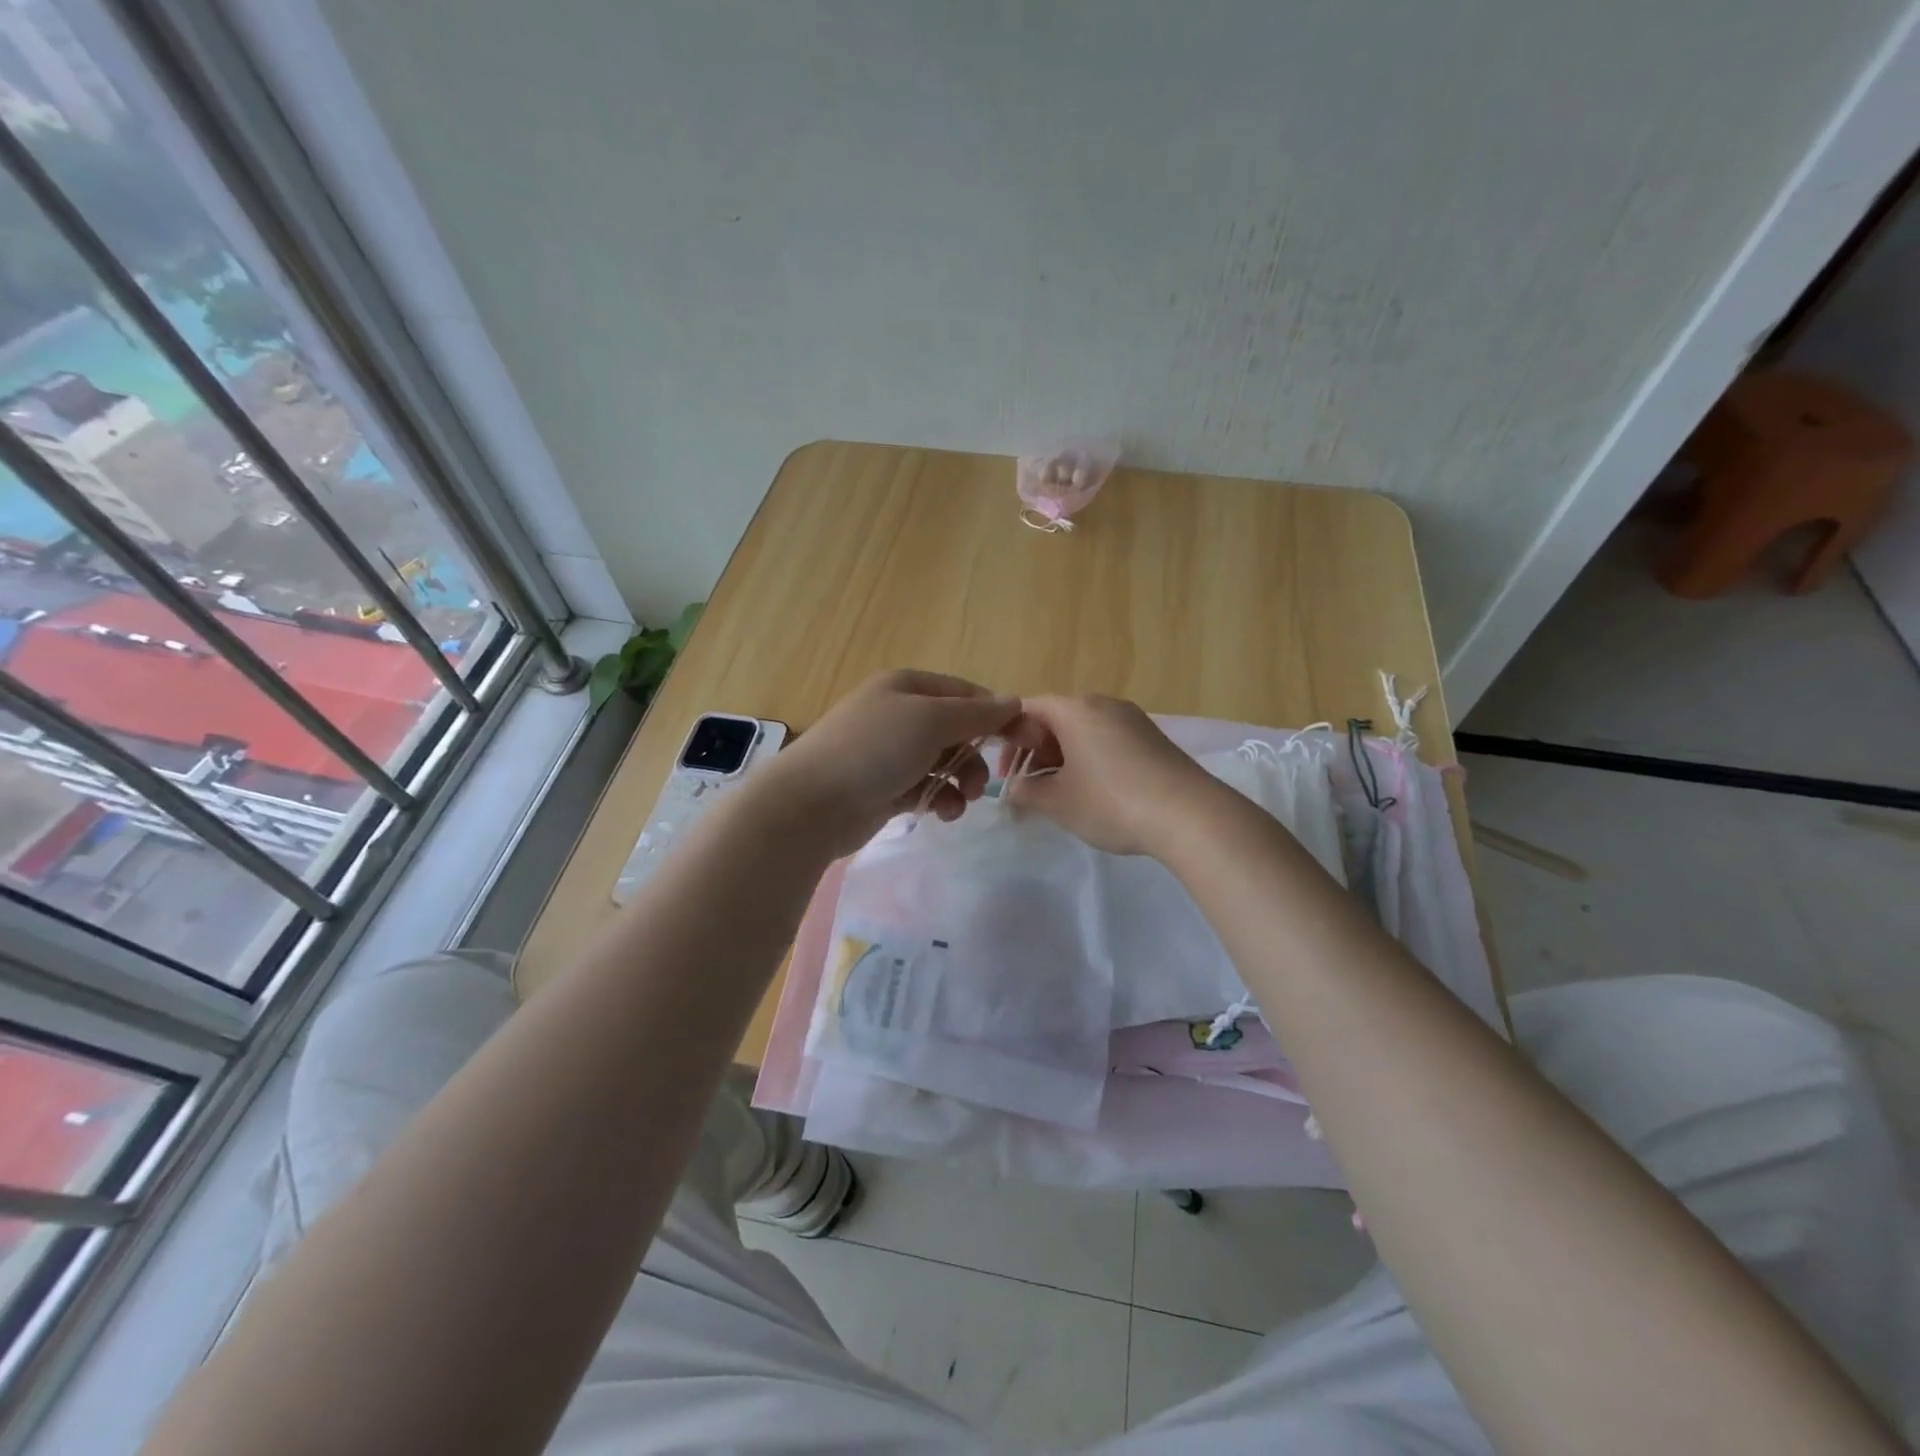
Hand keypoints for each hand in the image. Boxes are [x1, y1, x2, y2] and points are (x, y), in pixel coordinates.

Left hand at [764, 669, 1020, 854]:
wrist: (812, 804)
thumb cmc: (874, 749)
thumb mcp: (931, 721)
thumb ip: (977, 713)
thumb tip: (1014, 701)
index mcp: (907, 686)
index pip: (966, 693)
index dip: (998, 715)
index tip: (1028, 740)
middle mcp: (898, 714)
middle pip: (956, 729)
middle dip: (976, 755)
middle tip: (988, 782)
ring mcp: (889, 752)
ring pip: (943, 762)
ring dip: (961, 781)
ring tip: (962, 800)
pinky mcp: (883, 787)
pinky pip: (925, 787)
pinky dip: (939, 798)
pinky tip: (940, 812)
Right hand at [997, 694, 1215, 855]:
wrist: (1188, 815)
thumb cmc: (1111, 802)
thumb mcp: (1058, 802)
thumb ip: (1026, 791)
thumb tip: (1013, 788)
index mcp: (1074, 709)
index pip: (1027, 709)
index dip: (1008, 738)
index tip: (1005, 772)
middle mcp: (1103, 704)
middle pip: (1056, 718)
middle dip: (1036, 750)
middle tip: (1028, 785)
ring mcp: (1132, 719)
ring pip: (1083, 730)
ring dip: (1063, 756)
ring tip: (1059, 792)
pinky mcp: (1152, 738)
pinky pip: (1108, 740)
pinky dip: (1090, 758)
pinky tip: (1094, 790)